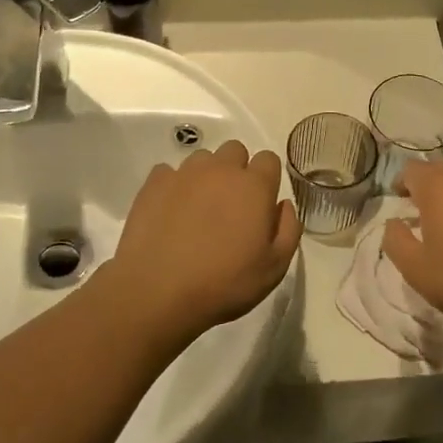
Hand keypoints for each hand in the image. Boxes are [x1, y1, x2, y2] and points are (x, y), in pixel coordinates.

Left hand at [107, 139, 300, 342]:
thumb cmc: (224, 283)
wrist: (157, 291)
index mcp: (254, 186)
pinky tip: (171, 212)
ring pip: (202, 159)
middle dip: (237, 170)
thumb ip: (288, 230)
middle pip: (235, 151)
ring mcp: (184, 173)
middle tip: (231, 206)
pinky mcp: (154, 183)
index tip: (261, 204)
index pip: (269, 159)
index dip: (267, 179)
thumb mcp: (274, 268)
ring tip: (199, 210)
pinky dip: (174, 186)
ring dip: (206, 176)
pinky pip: (169, 172)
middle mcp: (220, 170)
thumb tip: (283, 205)